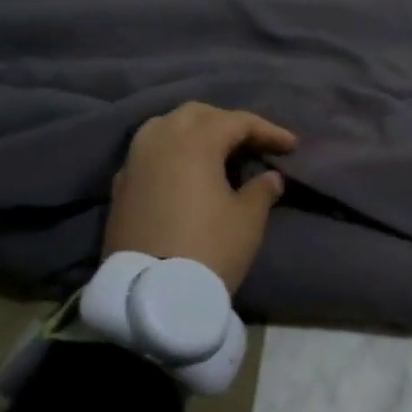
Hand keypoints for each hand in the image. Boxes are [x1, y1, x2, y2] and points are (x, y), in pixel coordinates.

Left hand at [104, 102, 297, 292]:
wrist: (151, 297)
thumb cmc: (209, 249)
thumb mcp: (247, 220)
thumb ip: (262, 190)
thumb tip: (271, 177)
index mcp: (194, 141)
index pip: (237, 122)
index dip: (268, 131)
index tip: (291, 146)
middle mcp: (160, 140)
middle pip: (197, 114)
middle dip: (227, 122)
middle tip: (251, 141)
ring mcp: (134, 162)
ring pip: (165, 126)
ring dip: (193, 131)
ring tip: (214, 150)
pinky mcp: (120, 186)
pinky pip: (148, 153)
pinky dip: (170, 152)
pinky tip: (183, 172)